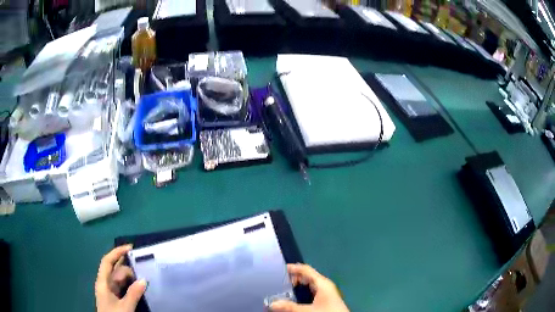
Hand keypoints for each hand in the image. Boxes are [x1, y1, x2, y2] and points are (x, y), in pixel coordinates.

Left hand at [95, 245, 146, 311]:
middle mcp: (106, 284)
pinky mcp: (116, 299)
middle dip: (127, 266)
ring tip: (144, 275)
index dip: (116, 252)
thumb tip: (144, 280)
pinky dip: (131, 285)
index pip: (107, 262)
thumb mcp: (125, 307)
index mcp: (103, 282)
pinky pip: (124, 288)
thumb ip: (133, 294)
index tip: (130, 248)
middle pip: (115, 270)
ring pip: (121, 279)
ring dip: (131, 277)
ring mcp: (111, 292)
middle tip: (143, 265)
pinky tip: (140, 287)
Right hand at [270, 264, 349, 311]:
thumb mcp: (307, 310)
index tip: (279, 269)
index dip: (293, 268)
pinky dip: (301, 294)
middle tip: (278, 283)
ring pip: (308, 286)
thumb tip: (272, 304)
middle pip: (306, 277)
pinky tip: (294, 301)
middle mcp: (324, 286)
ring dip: (296, 288)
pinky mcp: (325, 301)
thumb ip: (289, 307)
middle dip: (292, 279)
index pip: (305, 269)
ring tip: (283, 292)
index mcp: (322, 283)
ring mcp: (325, 293)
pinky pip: (310, 293)